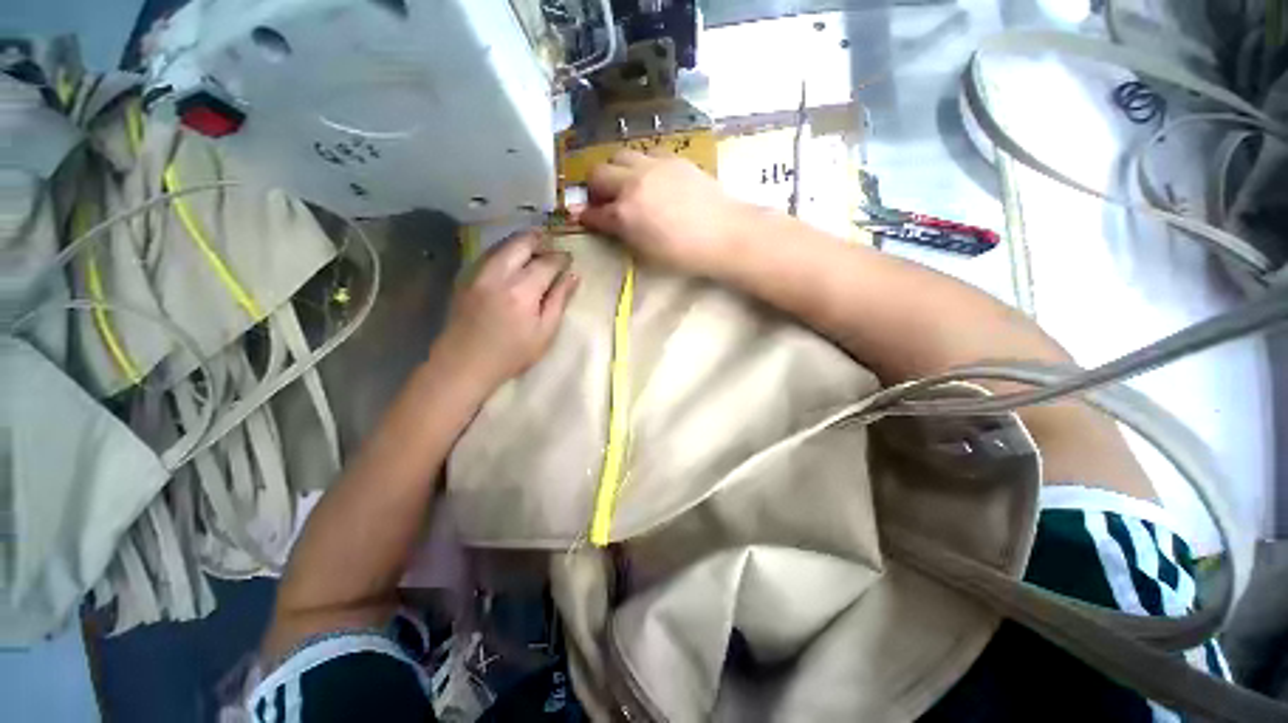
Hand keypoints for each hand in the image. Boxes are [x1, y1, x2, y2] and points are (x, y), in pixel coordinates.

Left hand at [428, 231, 578, 393]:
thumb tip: (574, 277)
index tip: (569, 260)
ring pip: (503, 244)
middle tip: (552, 247)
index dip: (561, 258)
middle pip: (522, 242)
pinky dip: (506, 250)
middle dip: (540, 240)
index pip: (547, 262)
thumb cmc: (512, 354)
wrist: (464, 364)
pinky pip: (490, 254)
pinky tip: (513, 260)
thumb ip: (559, 301)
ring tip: (536, 249)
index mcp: (522, 291)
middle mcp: (498, 274)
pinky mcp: (466, 277)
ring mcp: (478, 273)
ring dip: (522, 243)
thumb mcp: (545, 332)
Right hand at [577, 150, 748, 275]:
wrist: (724, 234)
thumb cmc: (684, 254)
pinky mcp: (673, 158)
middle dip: (594, 187)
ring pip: (620, 155)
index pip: (594, 212)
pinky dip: (639, 164)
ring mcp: (653, 166)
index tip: (585, 218)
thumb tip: (601, 221)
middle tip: (604, 201)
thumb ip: (621, 234)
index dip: (586, 216)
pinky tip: (650, 178)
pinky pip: (645, 152)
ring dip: (615, 170)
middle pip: (598, 173)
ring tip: (626, 185)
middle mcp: (633, 183)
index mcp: (625, 214)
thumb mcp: (646, 253)